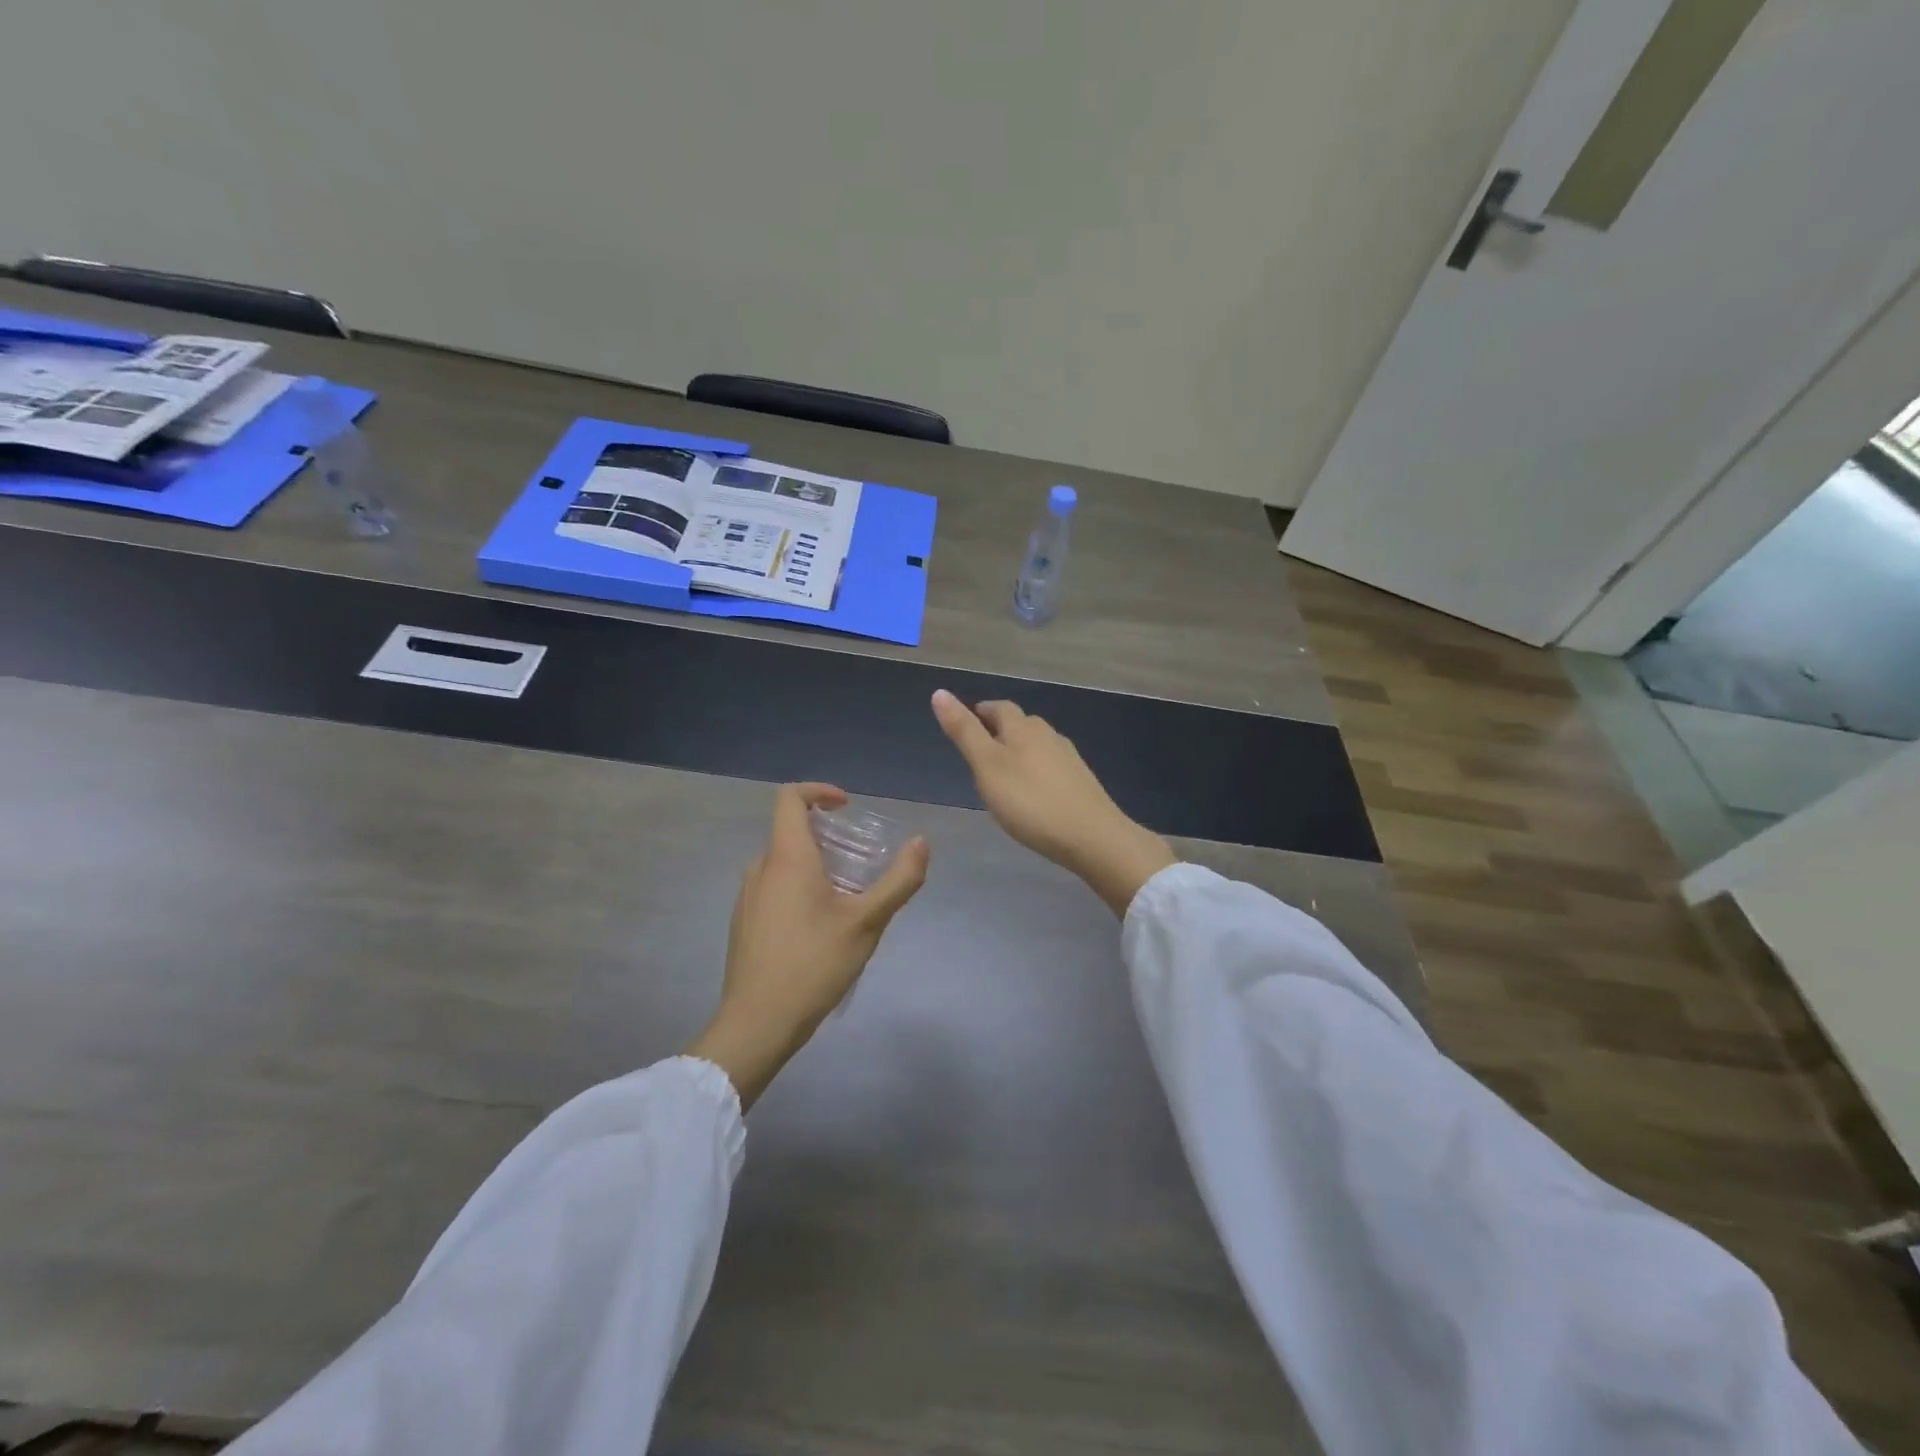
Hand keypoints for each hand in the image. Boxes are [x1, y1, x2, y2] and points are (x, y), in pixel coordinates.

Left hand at [688, 783, 927, 1108]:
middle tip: (861, 863)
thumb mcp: (867, 922)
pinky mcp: (744, 922)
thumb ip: (898, 880)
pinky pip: (773, 888)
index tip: (847, 807)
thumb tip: (921, 842)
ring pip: (783, 863)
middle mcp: (761, 868)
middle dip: (828, 837)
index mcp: (787, 858)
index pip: (790, 797)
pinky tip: (820, 928)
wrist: (757, 1023)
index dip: (819, 791)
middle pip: (791, 832)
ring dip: (815, 866)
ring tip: (847, 899)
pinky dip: (799, 888)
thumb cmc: (814, 965)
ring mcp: (747, 896)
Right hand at [932, 689, 1174, 916]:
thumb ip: (964, 731)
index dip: (979, 713)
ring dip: (1018, 752)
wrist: (1092, 837)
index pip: (998, 708)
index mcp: (1023, 727)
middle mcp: (1048, 735)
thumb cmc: (1030, 801)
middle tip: (978, 753)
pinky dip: (1035, 772)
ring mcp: (1068, 758)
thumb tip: (939, 692)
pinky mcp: (1080, 782)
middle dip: (998, 731)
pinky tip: (1031, 793)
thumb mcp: (987, 766)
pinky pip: (1050, 767)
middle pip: (1020, 724)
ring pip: (1036, 745)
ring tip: (1001, 774)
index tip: (965, 726)